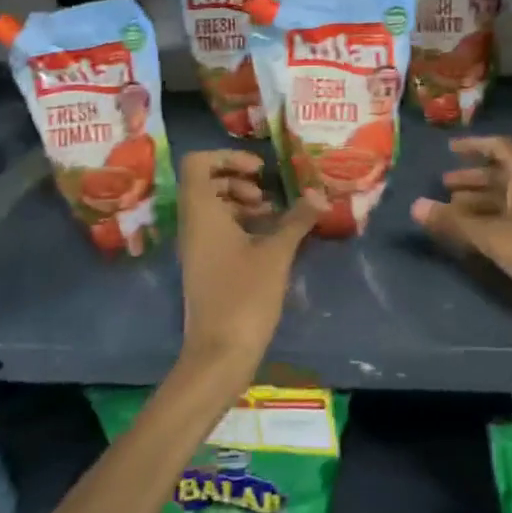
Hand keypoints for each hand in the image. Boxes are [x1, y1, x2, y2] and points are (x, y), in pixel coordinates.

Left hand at [176, 150, 324, 379]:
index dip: (227, 157)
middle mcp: (192, 226)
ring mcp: (196, 248)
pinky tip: (269, 240)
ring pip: (212, 208)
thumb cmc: (244, 297)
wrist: (218, 356)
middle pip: (205, 183)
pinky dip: (240, 225)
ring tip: (274, 216)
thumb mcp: (276, 254)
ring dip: (241, 203)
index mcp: (201, 213)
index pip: (197, 163)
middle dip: (238, 180)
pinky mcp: (205, 268)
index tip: (259, 170)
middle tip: (267, 195)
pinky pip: (217, 231)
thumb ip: (296, 220)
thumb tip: (319, 194)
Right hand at [411, 137, 511, 336]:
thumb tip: (415, 205)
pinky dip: (490, 217)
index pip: (498, 147)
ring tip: (451, 210)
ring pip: (505, 196)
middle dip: (471, 177)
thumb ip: (454, 221)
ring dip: (479, 200)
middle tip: (442, 186)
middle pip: (499, 172)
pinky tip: (474, 233)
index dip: (474, 145)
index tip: (450, 149)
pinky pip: (511, 214)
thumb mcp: (492, 236)